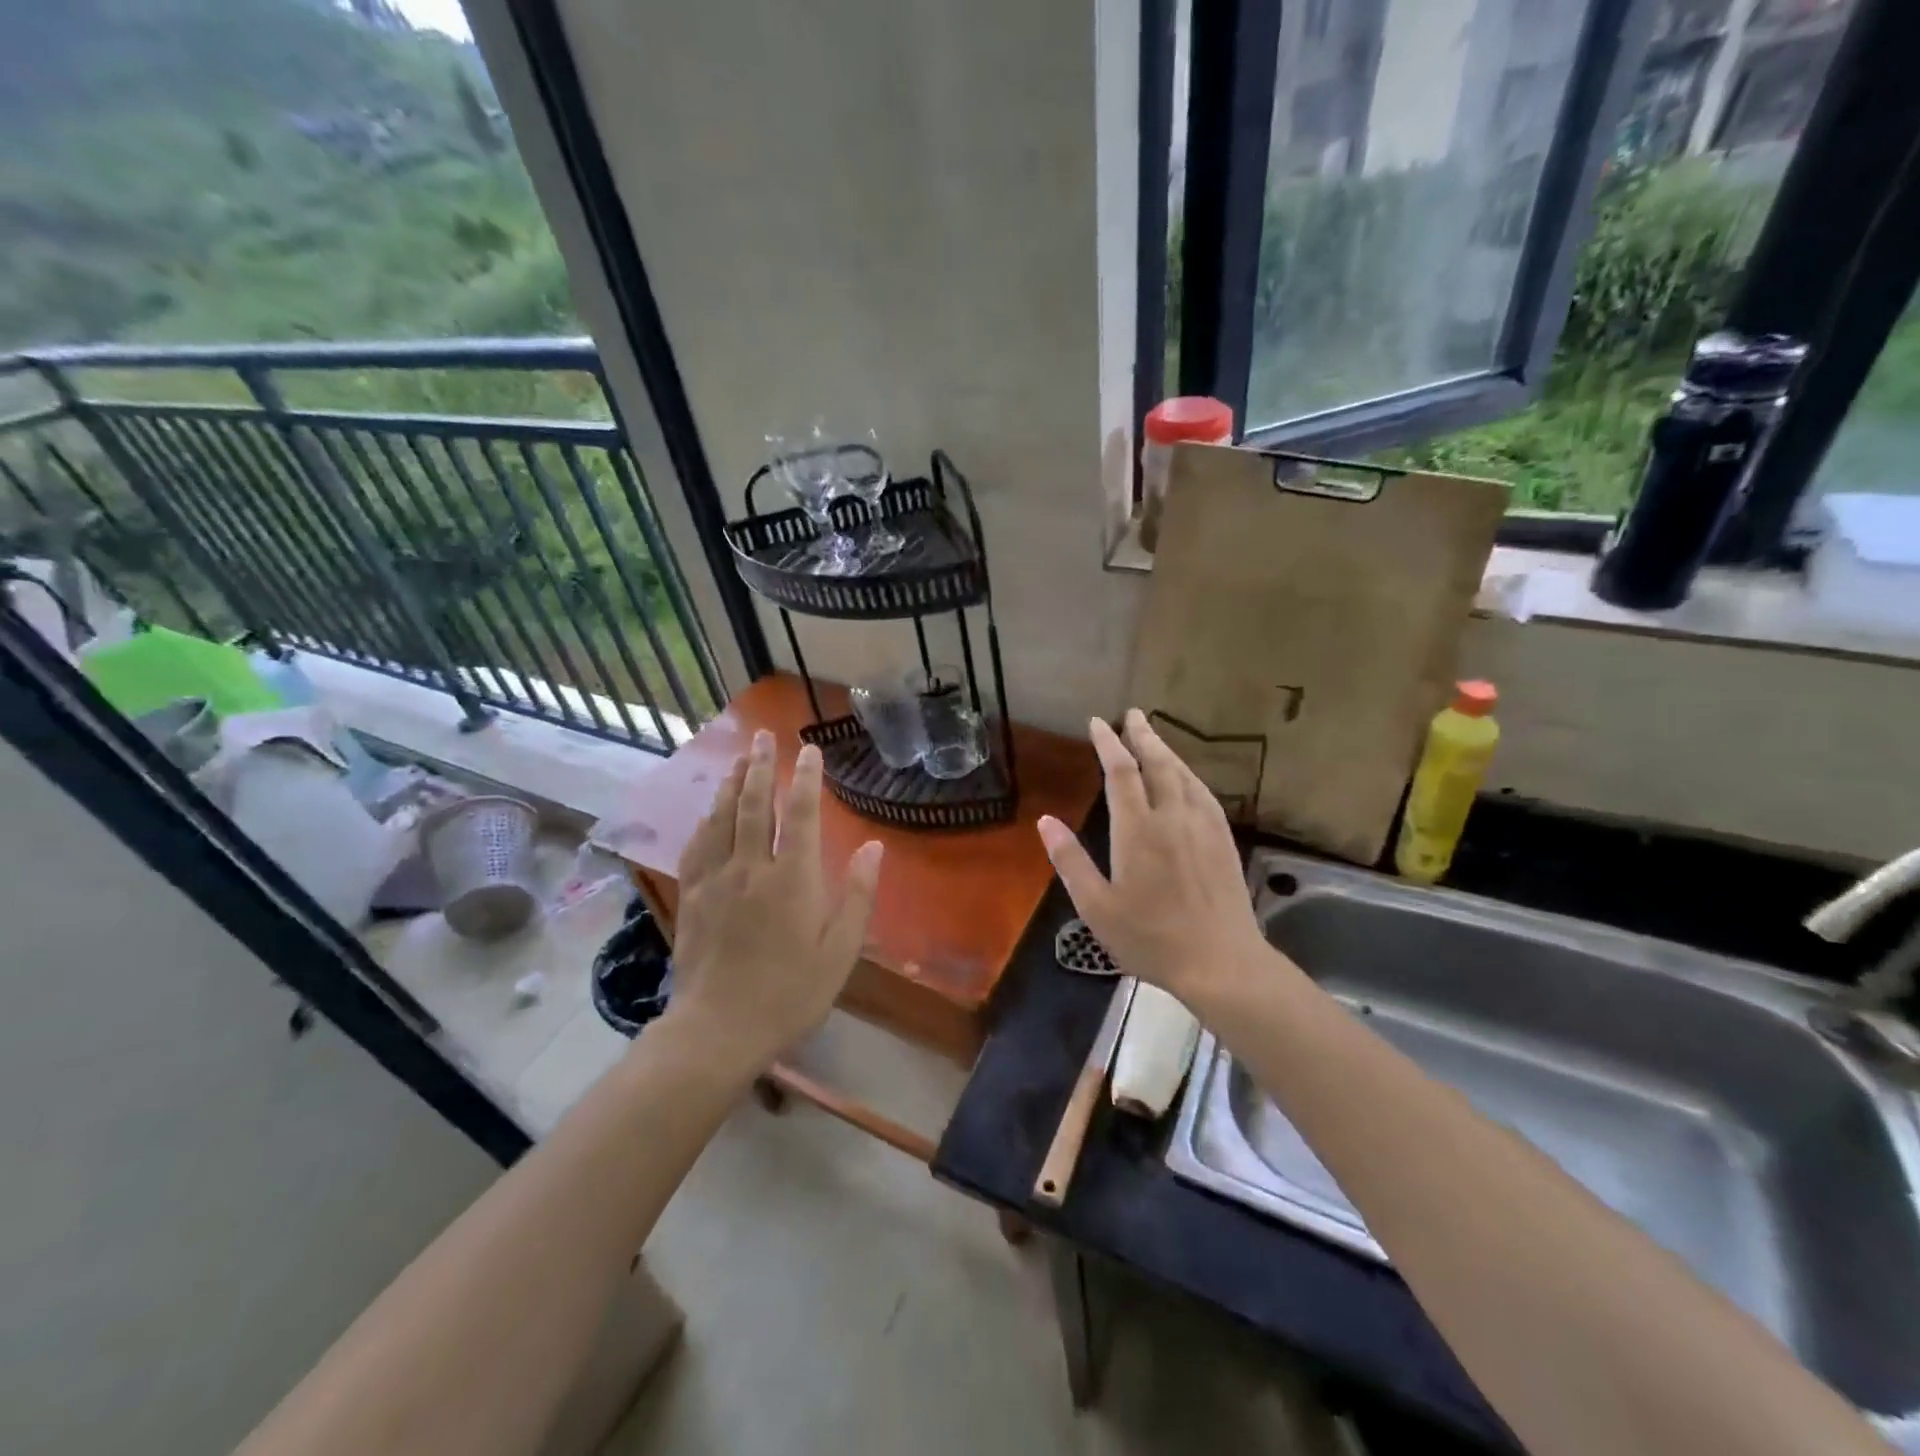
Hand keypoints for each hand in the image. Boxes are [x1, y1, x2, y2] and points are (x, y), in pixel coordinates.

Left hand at [663, 731, 883, 1073]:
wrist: (717, 1030)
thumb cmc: (789, 993)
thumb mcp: (839, 952)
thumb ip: (856, 896)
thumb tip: (873, 847)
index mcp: (791, 879)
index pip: (799, 815)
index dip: (805, 779)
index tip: (809, 751)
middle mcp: (750, 868)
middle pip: (754, 805)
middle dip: (760, 766)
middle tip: (764, 736)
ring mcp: (715, 880)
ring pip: (722, 818)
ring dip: (731, 783)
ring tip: (739, 758)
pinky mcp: (692, 896)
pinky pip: (698, 845)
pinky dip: (707, 819)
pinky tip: (710, 810)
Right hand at [1037, 710, 1270, 1009]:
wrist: (1221, 962)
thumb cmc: (1151, 938)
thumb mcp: (1097, 907)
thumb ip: (1070, 860)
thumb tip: (1045, 821)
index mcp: (1137, 830)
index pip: (1121, 772)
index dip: (1108, 743)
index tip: (1098, 722)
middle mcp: (1172, 817)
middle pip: (1157, 763)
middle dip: (1142, 735)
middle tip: (1132, 714)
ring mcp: (1203, 826)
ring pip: (1184, 775)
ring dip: (1166, 750)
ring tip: (1153, 736)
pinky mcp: (1223, 840)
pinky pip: (1204, 793)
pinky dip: (1189, 775)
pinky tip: (1186, 777)